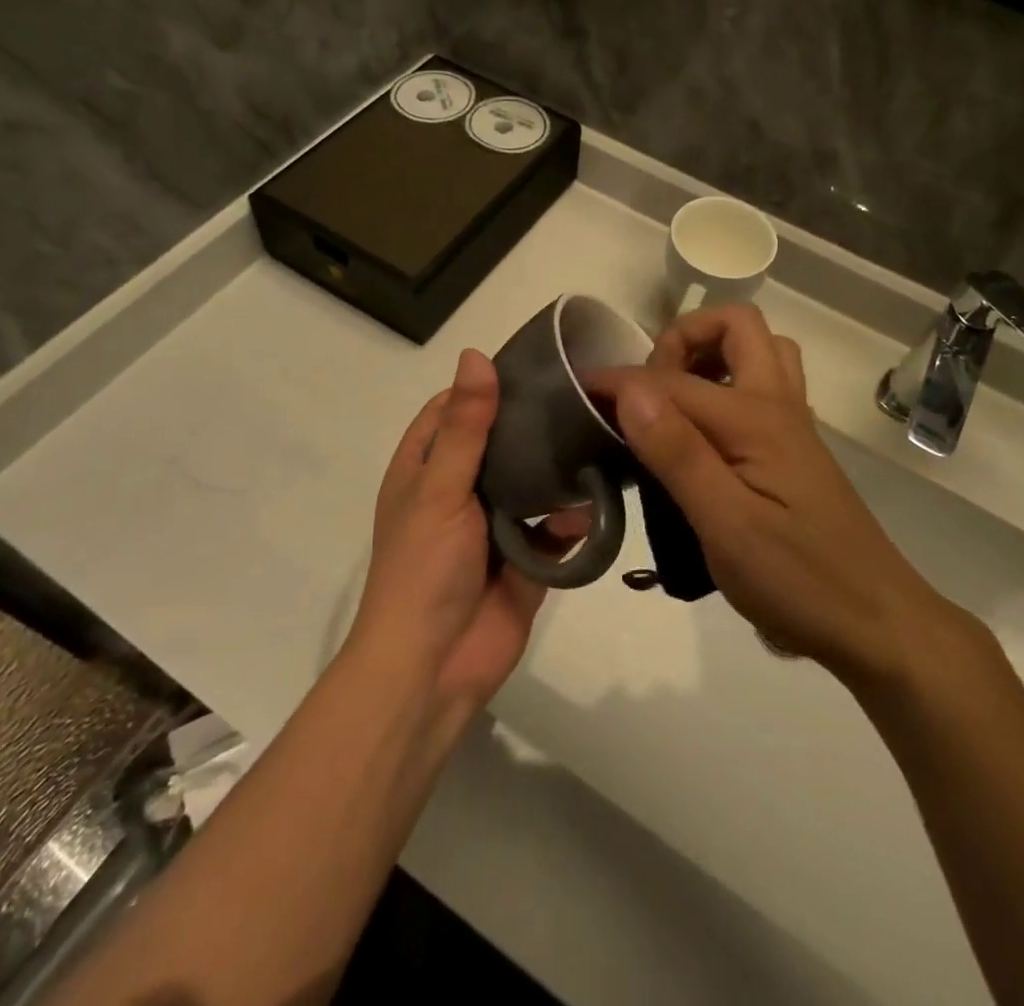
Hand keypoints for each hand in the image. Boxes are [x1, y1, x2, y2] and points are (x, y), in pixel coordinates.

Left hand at [350, 350, 583, 724]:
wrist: (434, 668)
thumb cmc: (424, 569)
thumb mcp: (440, 488)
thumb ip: (465, 427)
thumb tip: (474, 355)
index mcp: (426, 470)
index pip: (452, 410)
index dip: (484, 386)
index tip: (531, 363)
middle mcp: (460, 490)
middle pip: (500, 442)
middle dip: (534, 424)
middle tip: (583, 393)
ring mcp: (496, 525)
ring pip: (533, 482)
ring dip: (559, 470)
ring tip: (600, 436)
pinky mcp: (528, 559)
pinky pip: (556, 528)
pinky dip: (572, 518)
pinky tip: (594, 503)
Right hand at [589, 307, 969, 680]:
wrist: (875, 622)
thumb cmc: (797, 579)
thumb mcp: (726, 525)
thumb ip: (677, 453)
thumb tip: (631, 389)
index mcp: (755, 419)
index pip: (672, 380)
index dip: (620, 380)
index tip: (578, 392)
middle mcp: (778, 405)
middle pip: (736, 325)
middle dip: (683, 337)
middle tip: (648, 389)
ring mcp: (792, 424)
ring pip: (759, 350)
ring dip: (713, 353)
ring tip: (674, 399)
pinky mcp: (794, 448)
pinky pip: (764, 384)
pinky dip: (729, 382)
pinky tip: (704, 434)